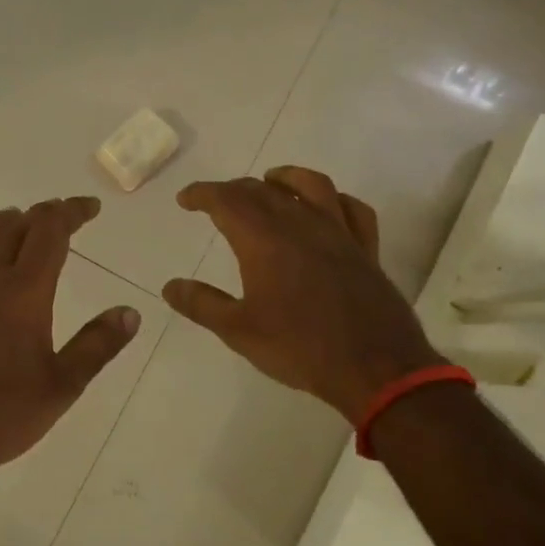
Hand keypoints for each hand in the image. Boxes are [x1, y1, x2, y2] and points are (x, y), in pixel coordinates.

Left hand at [0, 197, 140, 483]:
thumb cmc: (3, 414)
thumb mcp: (63, 385)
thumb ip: (97, 345)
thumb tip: (130, 312)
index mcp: (22, 293)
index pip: (49, 233)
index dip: (71, 213)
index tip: (90, 208)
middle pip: (12, 229)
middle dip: (40, 215)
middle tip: (60, 215)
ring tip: (12, 220)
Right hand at [162, 167, 438, 424]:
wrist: (374, 367)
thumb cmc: (299, 348)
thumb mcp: (238, 331)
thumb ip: (202, 304)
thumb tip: (170, 287)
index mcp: (264, 240)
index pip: (226, 200)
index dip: (202, 194)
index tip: (186, 199)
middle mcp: (301, 225)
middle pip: (262, 190)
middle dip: (234, 189)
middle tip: (216, 201)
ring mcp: (338, 233)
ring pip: (311, 186)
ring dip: (285, 178)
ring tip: (270, 181)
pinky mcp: (365, 249)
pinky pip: (353, 209)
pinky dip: (335, 199)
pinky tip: (327, 206)